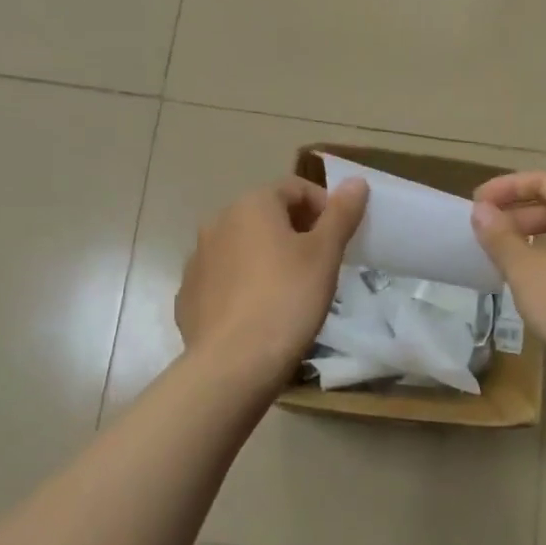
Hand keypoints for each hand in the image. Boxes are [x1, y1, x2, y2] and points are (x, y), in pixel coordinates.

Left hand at [176, 176, 369, 388]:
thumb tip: (356, 181)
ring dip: (266, 258)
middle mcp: (217, 223)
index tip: (340, 237)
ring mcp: (197, 260)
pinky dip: (242, 285)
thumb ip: (341, 214)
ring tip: (290, 291)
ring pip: (242, 248)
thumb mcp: (325, 254)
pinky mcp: (188, 295)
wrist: (233, 363)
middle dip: (295, 232)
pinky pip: (223, 279)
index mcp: (251, 205)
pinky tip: (258, 313)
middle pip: (265, 216)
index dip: (323, 207)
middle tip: (320, 265)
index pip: (294, 188)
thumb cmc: (287, 299)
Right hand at [470, 172, 545, 380]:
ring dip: (534, 237)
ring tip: (504, 254)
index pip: (545, 182)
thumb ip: (499, 235)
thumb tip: (481, 211)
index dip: (507, 188)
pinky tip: (532, 280)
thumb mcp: (524, 268)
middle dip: (519, 214)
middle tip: (487, 230)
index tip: (477, 202)